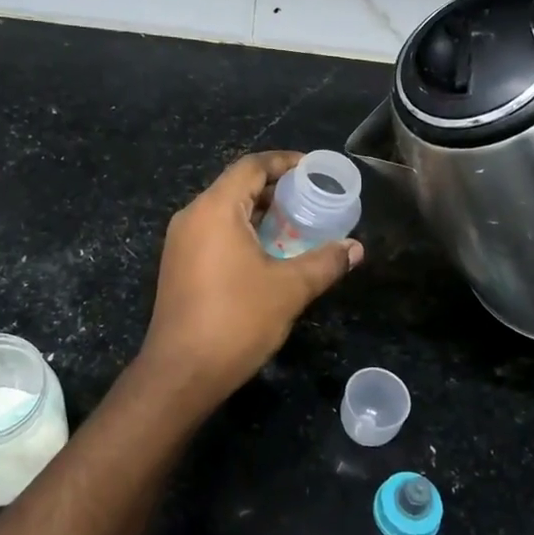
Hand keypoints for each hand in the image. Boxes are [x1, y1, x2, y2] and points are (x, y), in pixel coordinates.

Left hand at [135, 151, 363, 411]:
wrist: (181, 373)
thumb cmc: (236, 321)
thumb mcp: (289, 289)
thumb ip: (325, 262)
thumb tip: (355, 248)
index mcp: (214, 209)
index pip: (251, 166)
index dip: (284, 162)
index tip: (314, 170)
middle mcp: (192, 216)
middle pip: (236, 186)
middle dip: (275, 189)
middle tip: (311, 200)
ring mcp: (180, 242)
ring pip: (224, 211)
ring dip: (259, 213)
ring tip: (295, 226)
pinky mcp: (178, 265)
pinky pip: (213, 232)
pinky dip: (242, 232)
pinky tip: (267, 254)